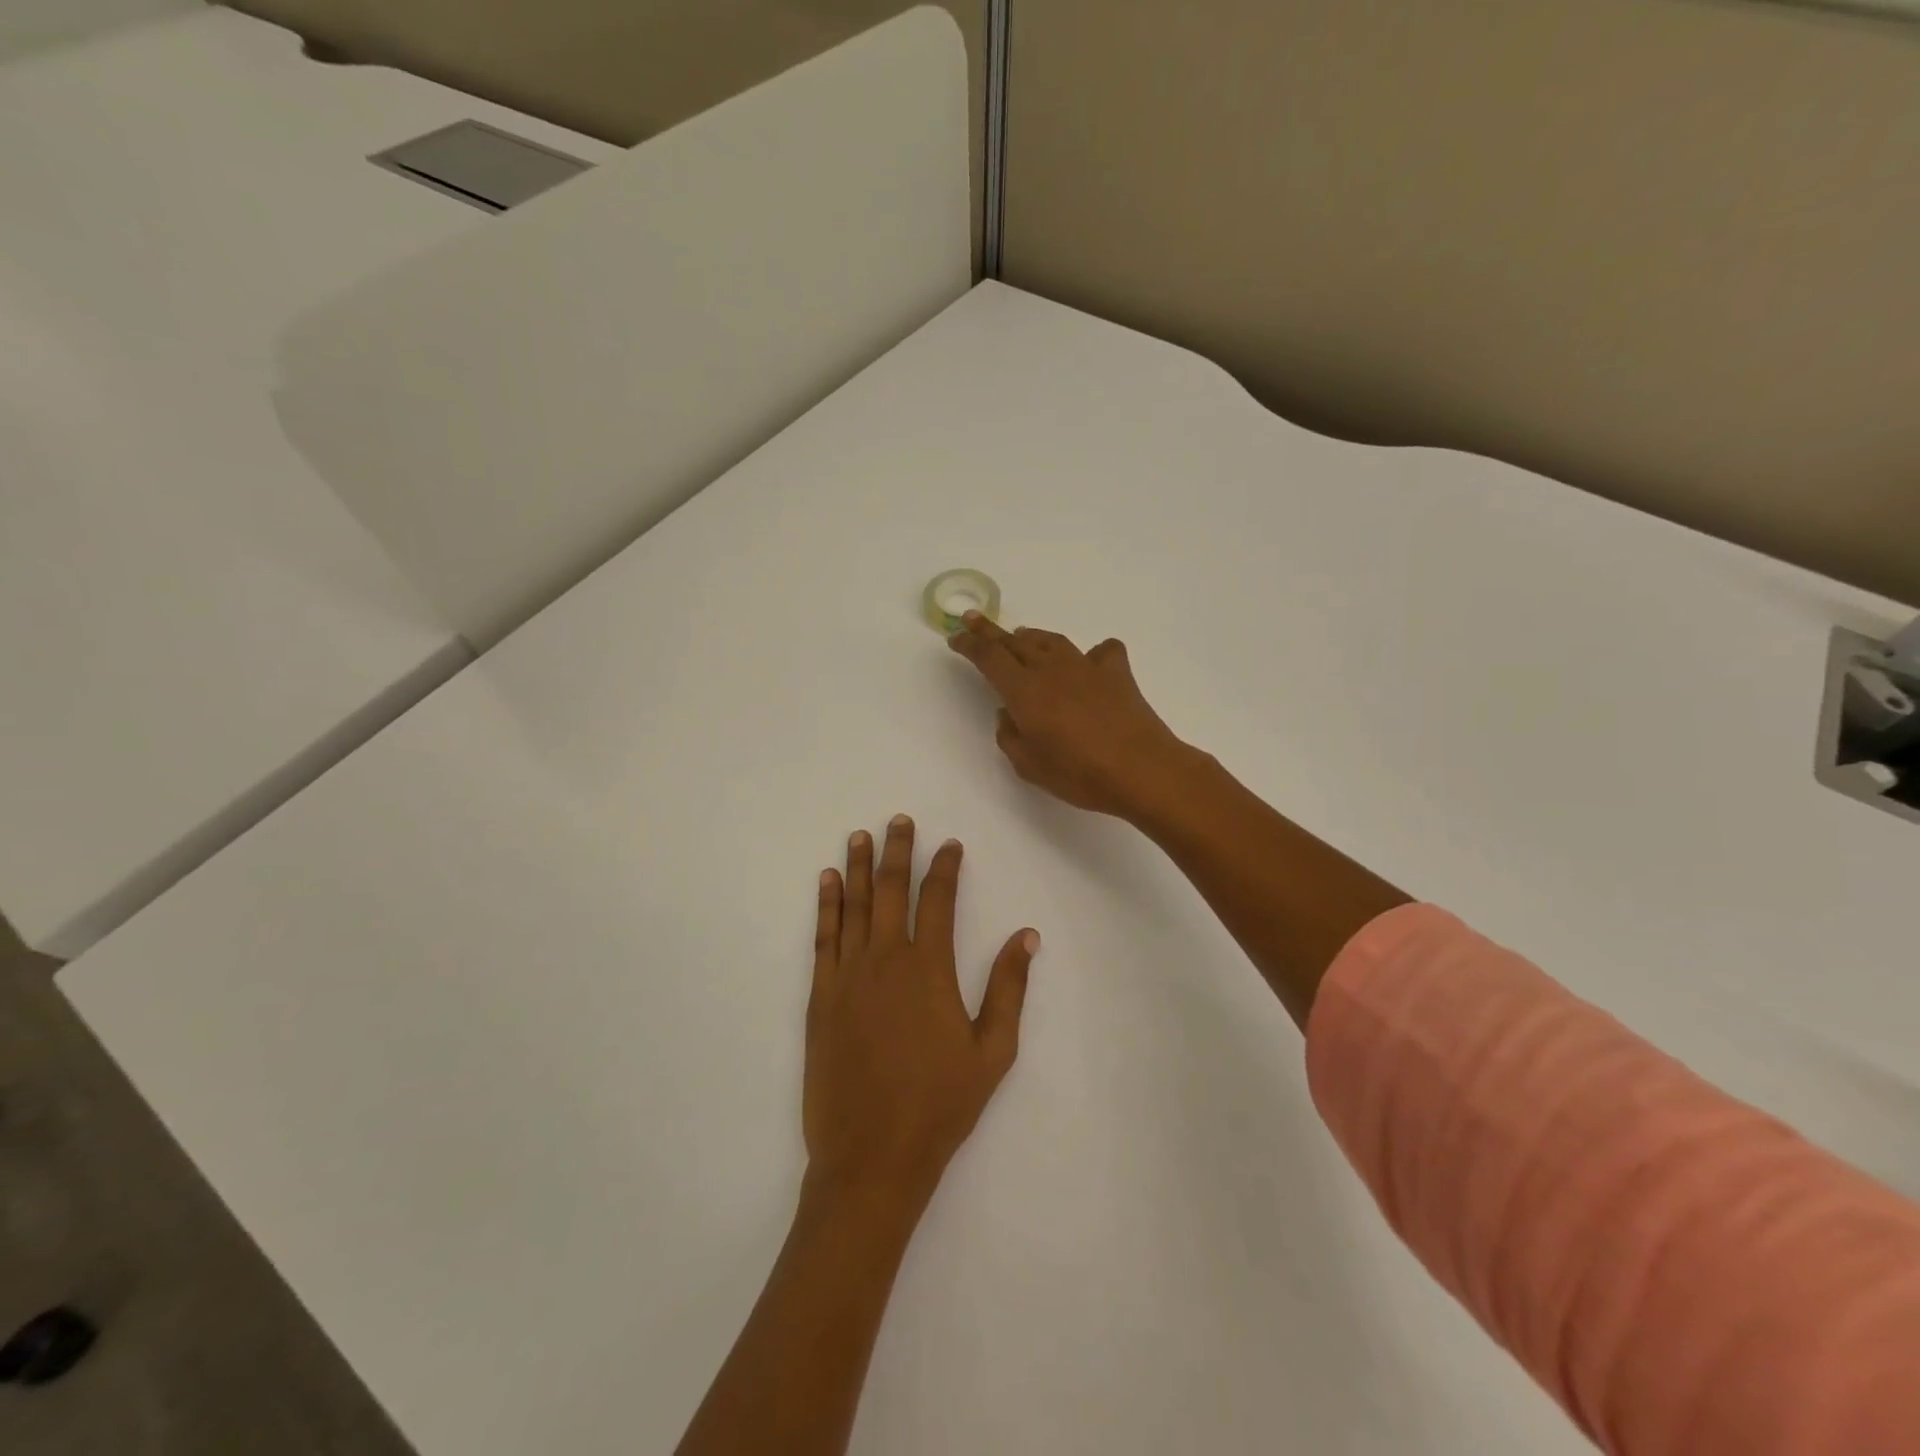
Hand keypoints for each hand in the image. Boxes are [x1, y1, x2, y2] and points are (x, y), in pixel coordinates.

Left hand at [805, 815, 1038, 1206]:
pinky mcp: (821, 996)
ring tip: (860, 834)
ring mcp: (847, 975)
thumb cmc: (940, 1105)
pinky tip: (827, 881)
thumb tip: (1027, 935)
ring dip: (857, 866)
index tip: (948, 844)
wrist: (871, 1156)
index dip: (944, 867)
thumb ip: (1008, 988)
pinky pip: (824, 937)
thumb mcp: (992, 1051)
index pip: (937, 900)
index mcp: (929, 969)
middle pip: (890, 889)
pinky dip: (826, 904)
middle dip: (896, 850)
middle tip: (898, 820)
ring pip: (853, 905)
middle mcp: (886, 959)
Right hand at [948, 615, 1193, 820]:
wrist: (1140, 769)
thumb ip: (1010, 735)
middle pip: (1015, 641)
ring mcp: (1086, 667)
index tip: (955, 637)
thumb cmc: (1078, 773)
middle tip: (974, 620)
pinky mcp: (1116, 673)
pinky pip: (1101, 652)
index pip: (988, 657)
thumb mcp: (1028, 765)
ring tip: (1022, 637)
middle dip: (990, 631)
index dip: (969, 644)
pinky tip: (1090, 663)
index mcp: (1024, 690)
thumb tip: (1010, 714)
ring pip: (1052, 641)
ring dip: (1032, 637)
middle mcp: (1051, 669)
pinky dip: (1091, 654)